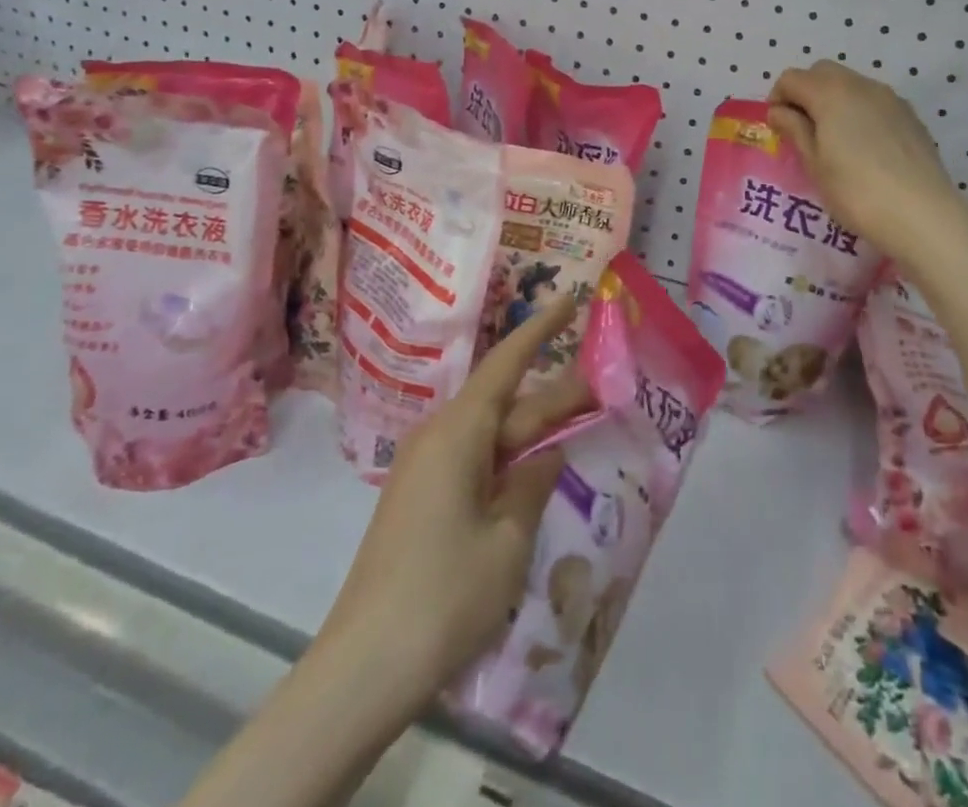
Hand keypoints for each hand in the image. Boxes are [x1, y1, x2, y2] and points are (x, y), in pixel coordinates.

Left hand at [324, 301, 593, 711]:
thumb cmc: (445, 595)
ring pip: (491, 432)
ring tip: (578, 423)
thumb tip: (546, 456)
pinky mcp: (420, 498)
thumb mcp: (508, 540)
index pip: (507, 363)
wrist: (364, 668)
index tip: (570, 299)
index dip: (541, 328)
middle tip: (603, 384)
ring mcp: (425, 468)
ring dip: (532, 428)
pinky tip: (535, 471)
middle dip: (553, 393)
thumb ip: (533, 484)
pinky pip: (474, 460)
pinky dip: (508, 457)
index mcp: (459, 432)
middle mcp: (439, 437)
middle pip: (506, 402)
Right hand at [766, 61, 967, 270]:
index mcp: (830, 93)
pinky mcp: (910, 116)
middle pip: (823, 72)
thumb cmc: (856, 191)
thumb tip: (780, 111)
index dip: (778, 99)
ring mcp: (890, 99)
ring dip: (833, 101)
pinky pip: (874, 102)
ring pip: (851, 84)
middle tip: (802, 130)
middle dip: (805, 93)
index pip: (792, 78)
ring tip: (833, 141)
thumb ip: (795, 130)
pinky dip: (859, 112)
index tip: (778, 128)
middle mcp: (861, 85)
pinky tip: (863, 149)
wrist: (922, 214)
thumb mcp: (814, 164)